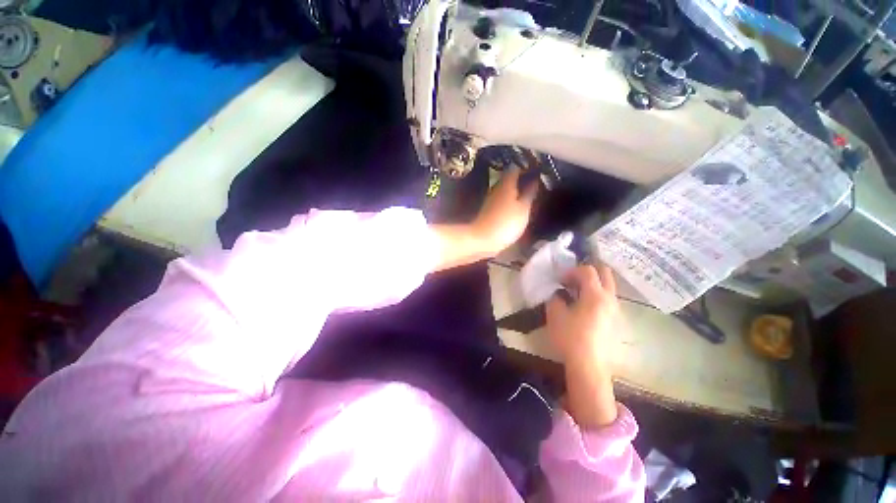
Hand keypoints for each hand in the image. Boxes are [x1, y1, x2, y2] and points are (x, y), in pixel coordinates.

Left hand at [471, 168, 538, 255]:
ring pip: (505, 190)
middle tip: (535, 183)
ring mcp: (490, 200)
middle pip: (509, 178)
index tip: (537, 170)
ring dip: (515, 190)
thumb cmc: (505, 224)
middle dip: (521, 179)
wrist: (482, 240)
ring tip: (529, 194)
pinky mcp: (488, 211)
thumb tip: (534, 180)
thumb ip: (529, 194)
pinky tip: (516, 206)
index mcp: (506, 184)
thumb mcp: (523, 209)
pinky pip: (501, 200)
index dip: (526, 168)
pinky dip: (509, 200)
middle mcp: (496, 188)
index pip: (515, 169)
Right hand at [546, 265, 619, 368]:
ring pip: (609, 287)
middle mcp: (609, 299)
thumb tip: (558, 293)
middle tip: (573, 279)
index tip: (561, 280)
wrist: (588, 366)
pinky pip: (608, 300)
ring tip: (577, 294)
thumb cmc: (570, 337)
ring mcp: (616, 310)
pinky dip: (597, 296)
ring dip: (593, 284)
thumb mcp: (555, 314)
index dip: (572, 271)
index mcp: (595, 295)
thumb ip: (555, 298)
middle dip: (589, 271)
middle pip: (605, 273)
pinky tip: (585, 308)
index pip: (587, 270)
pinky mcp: (616, 321)